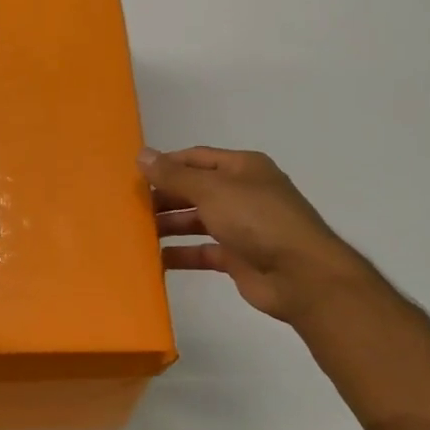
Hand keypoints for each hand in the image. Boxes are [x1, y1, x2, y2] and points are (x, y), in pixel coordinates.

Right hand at [140, 145, 357, 326]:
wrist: (300, 275)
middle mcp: (241, 193)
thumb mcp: (212, 190)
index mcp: (242, 168)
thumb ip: (174, 175)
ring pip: (196, 221)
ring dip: (168, 226)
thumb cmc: (257, 220)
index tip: (133, 176)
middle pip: (194, 190)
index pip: (196, 158)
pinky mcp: (237, 257)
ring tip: (134, 233)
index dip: (166, 164)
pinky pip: (201, 251)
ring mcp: (241, 226)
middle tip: (128, 207)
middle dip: (164, 197)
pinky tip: (154, 259)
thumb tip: (142, 155)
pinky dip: (180, 254)